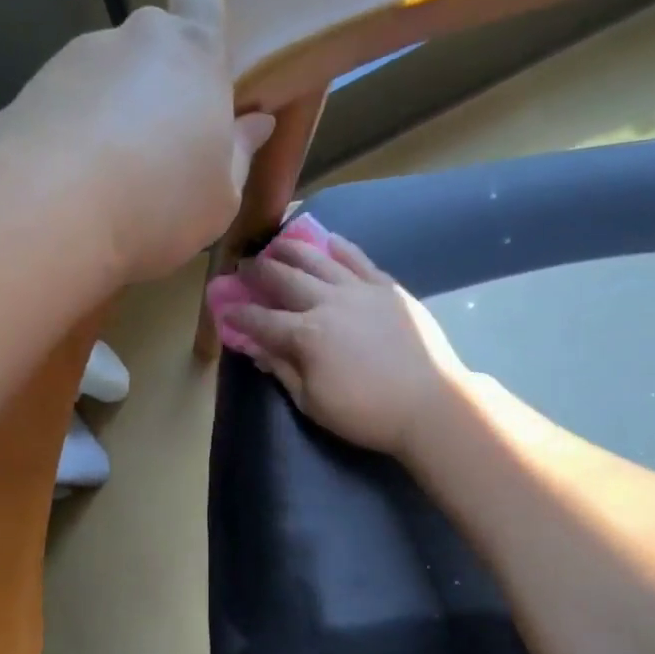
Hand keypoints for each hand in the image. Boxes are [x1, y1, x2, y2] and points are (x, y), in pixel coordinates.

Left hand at [0, 0, 275, 283]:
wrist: (46, 213)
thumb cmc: (157, 203)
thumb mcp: (220, 198)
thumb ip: (239, 154)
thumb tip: (254, 123)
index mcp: (193, 54)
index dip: (200, 7)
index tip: (200, 55)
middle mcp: (133, 40)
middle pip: (151, 43)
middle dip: (158, 84)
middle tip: (159, 148)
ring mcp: (75, 60)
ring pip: (106, 77)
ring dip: (113, 113)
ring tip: (110, 178)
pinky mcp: (30, 89)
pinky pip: (67, 104)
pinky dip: (74, 132)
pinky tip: (73, 183)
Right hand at [230, 234, 468, 457]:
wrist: (430, 404)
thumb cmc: (366, 413)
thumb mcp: (312, 403)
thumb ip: (283, 371)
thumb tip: (257, 350)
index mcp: (305, 336)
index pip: (260, 319)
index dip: (238, 314)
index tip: (224, 309)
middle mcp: (327, 302)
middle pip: (283, 278)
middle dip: (258, 272)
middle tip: (244, 266)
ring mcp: (359, 290)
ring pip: (317, 259)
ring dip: (291, 249)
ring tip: (277, 244)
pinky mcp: (387, 287)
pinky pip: (358, 258)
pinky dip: (338, 247)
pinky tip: (327, 241)